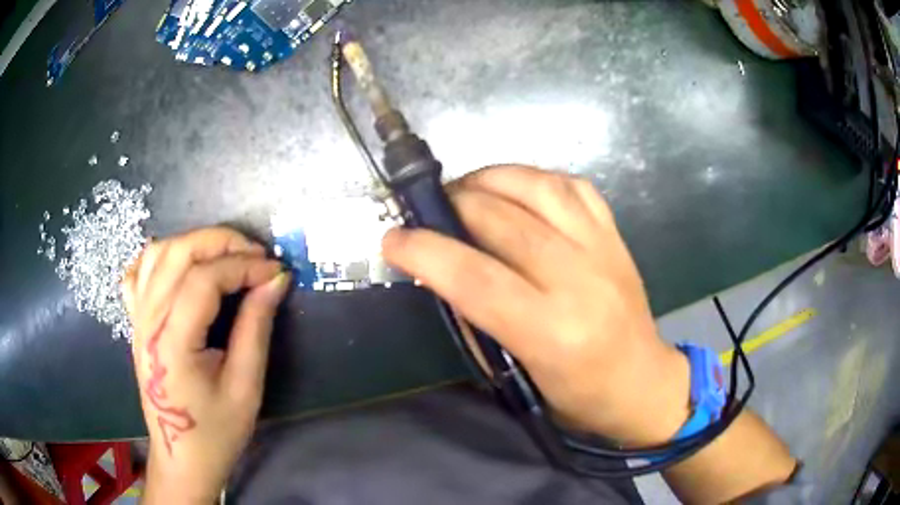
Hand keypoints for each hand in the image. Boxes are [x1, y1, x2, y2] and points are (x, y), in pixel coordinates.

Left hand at [123, 227, 289, 502]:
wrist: (181, 459)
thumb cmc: (216, 433)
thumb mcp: (245, 388)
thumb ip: (256, 328)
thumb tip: (275, 281)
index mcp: (172, 342)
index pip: (204, 279)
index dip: (243, 266)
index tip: (275, 271)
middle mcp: (147, 321)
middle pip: (178, 253)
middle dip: (221, 242)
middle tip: (255, 255)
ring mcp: (137, 318)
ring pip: (158, 253)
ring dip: (194, 244)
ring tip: (225, 257)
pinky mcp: (135, 322)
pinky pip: (139, 272)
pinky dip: (161, 257)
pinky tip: (181, 266)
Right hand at [381, 165, 689, 445]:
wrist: (642, 382)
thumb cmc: (577, 395)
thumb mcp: (516, 376)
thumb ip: (475, 320)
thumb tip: (438, 271)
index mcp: (552, 332)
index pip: (474, 277)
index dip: (424, 251)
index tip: (392, 239)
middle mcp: (580, 281)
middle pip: (502, 220)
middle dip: (450, 205)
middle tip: (427, 211)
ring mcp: (603, 249)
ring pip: (538, 187)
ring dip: (489, 179)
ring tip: (465, 190)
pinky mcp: (616, 235)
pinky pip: (572, 185)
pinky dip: (534, 178)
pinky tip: (515, 189)